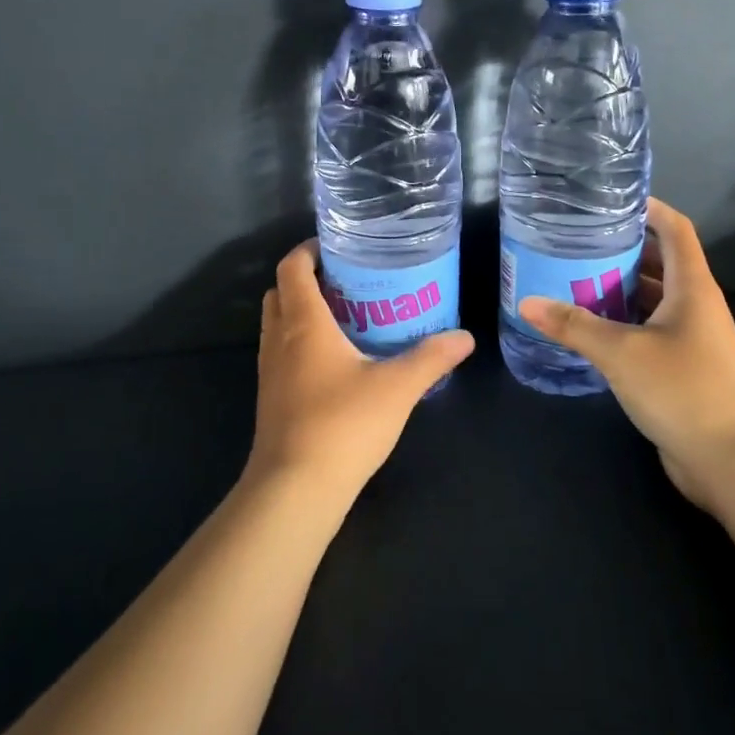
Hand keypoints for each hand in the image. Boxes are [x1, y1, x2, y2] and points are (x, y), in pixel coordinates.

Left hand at [245, 239, 475, 509]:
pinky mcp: (272, 399)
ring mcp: (270, 372)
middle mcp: (279, 340)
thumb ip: (432, 358)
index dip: (308, 250)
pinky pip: (281, 354)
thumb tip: (465, 337)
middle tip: (346, 283)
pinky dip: (300, 344)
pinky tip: (336, 363)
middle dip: (306, 280)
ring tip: (345, 318)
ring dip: (301, 313)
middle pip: (280, 293)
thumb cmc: (344, 424)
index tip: (336, 247)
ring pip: (277, 325)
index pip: (292, 268)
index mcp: (303, 323)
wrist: (296, 488)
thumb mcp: (398, 387)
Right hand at [517, 198, 734, 512]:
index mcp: (692, 288)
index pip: (675, 230)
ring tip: (572, 281)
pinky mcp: (683, 369)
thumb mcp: (621, 353)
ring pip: (652, 300)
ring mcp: (692, 340)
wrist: (733, 462)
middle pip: (660, 263)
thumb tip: (526, 303)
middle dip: (621, 250)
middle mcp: (696, 306)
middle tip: (575, 243)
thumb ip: (574, 326)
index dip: (648, 208)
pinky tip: (589, 330)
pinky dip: (622, 324)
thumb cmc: (683, 391)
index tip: (609, 200)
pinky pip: (649, 332)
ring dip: (618, 289)